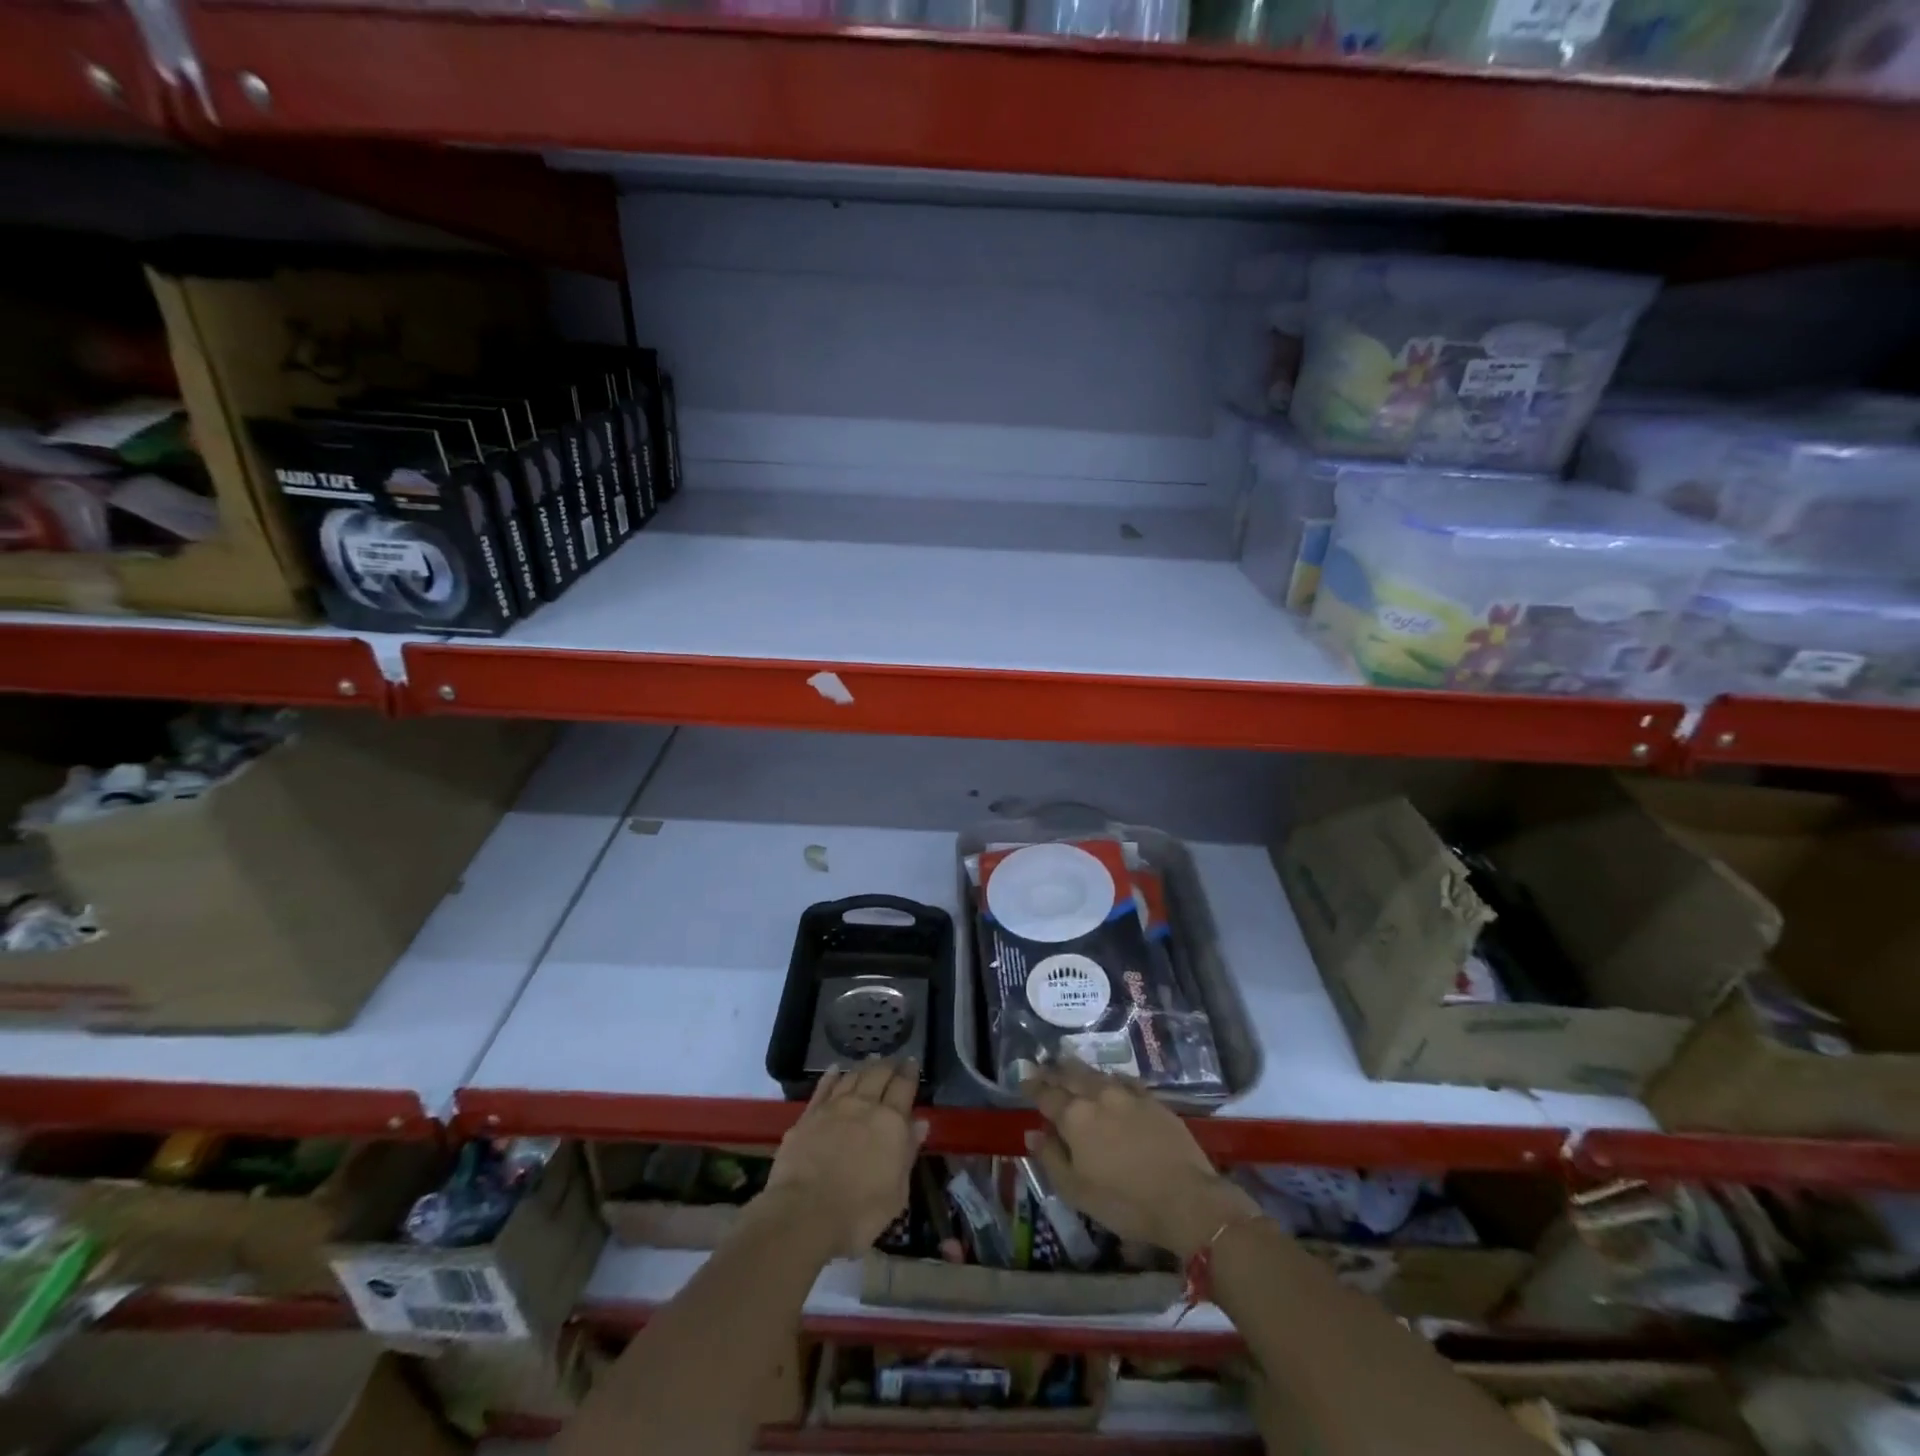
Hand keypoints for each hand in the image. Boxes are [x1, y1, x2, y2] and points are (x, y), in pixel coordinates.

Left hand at [756, 1057, 927, 1257]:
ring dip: (863, 1067)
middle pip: (878, 1075)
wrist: (804, 1213)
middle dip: (889, 1064)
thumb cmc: (859, 1213)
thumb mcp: (896, 1192)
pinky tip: (834, 1069)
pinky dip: (830, 1076)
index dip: (910, 1072)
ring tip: (870, 1060)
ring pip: (852, 1077)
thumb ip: (908, 1153)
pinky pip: (822, 1088)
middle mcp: (864, 1106)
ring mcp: (833, 1108)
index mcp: (890, 1122)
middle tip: (894, 1059)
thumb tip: (920, 1123)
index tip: (913, 1062)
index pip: (904, 1087)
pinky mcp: (808, 1116)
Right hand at [1023, 1057, 1260, 1258]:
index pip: (1046, 1095)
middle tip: (1043, 1065)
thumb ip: (1050, 1158)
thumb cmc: (1124, 1202)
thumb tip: (1032, 1133)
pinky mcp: (1151, 1100)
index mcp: (1074, 1117)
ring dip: (1078, 1068)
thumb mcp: (1077, 1190)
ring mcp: (1127, 1094)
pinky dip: (1110, 1077)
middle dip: (1054, 1071)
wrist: (1186, 1199)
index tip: (1023, 1079)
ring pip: (1096, 1073)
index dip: (1032, 1086)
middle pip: (1070, 1076)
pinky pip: (1124, 1080)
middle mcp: (1097, 1096)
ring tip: (1069, 1064)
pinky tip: (1109, 1078)